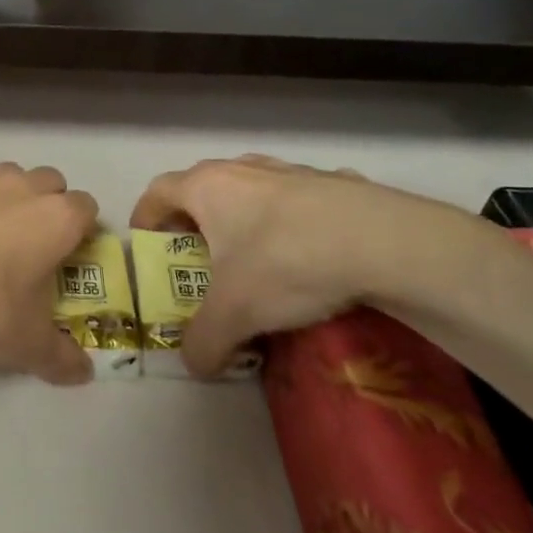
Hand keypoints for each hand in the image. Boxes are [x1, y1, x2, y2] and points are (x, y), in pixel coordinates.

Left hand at [0, 162, 99, 385]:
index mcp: (55, 219)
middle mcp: (18, 189)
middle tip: (29, 243)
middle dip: (44, 204)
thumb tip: (83, 374)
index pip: (86, 208)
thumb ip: (60, 357)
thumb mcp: (26, 345)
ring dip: (0, 198)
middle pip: (48, 181)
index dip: (81, 229)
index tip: (69, 254)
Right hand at [130, 155, 478, 376]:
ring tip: (255, 257)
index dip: (145, 218)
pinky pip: (299, 200)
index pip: (158, 192)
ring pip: (252, 190)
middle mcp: (243, 169)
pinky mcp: (335, 182)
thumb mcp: (234, 315)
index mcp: (208, 187)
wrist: (386, 242)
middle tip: (199, 258)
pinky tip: (312, 253)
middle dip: (194, 221)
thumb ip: (202, 342)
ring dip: (243, 218)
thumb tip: (194, 364)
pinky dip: (292, 221)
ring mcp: (292, 171)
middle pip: (202, 188)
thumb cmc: (287, 263)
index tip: (147, 246)